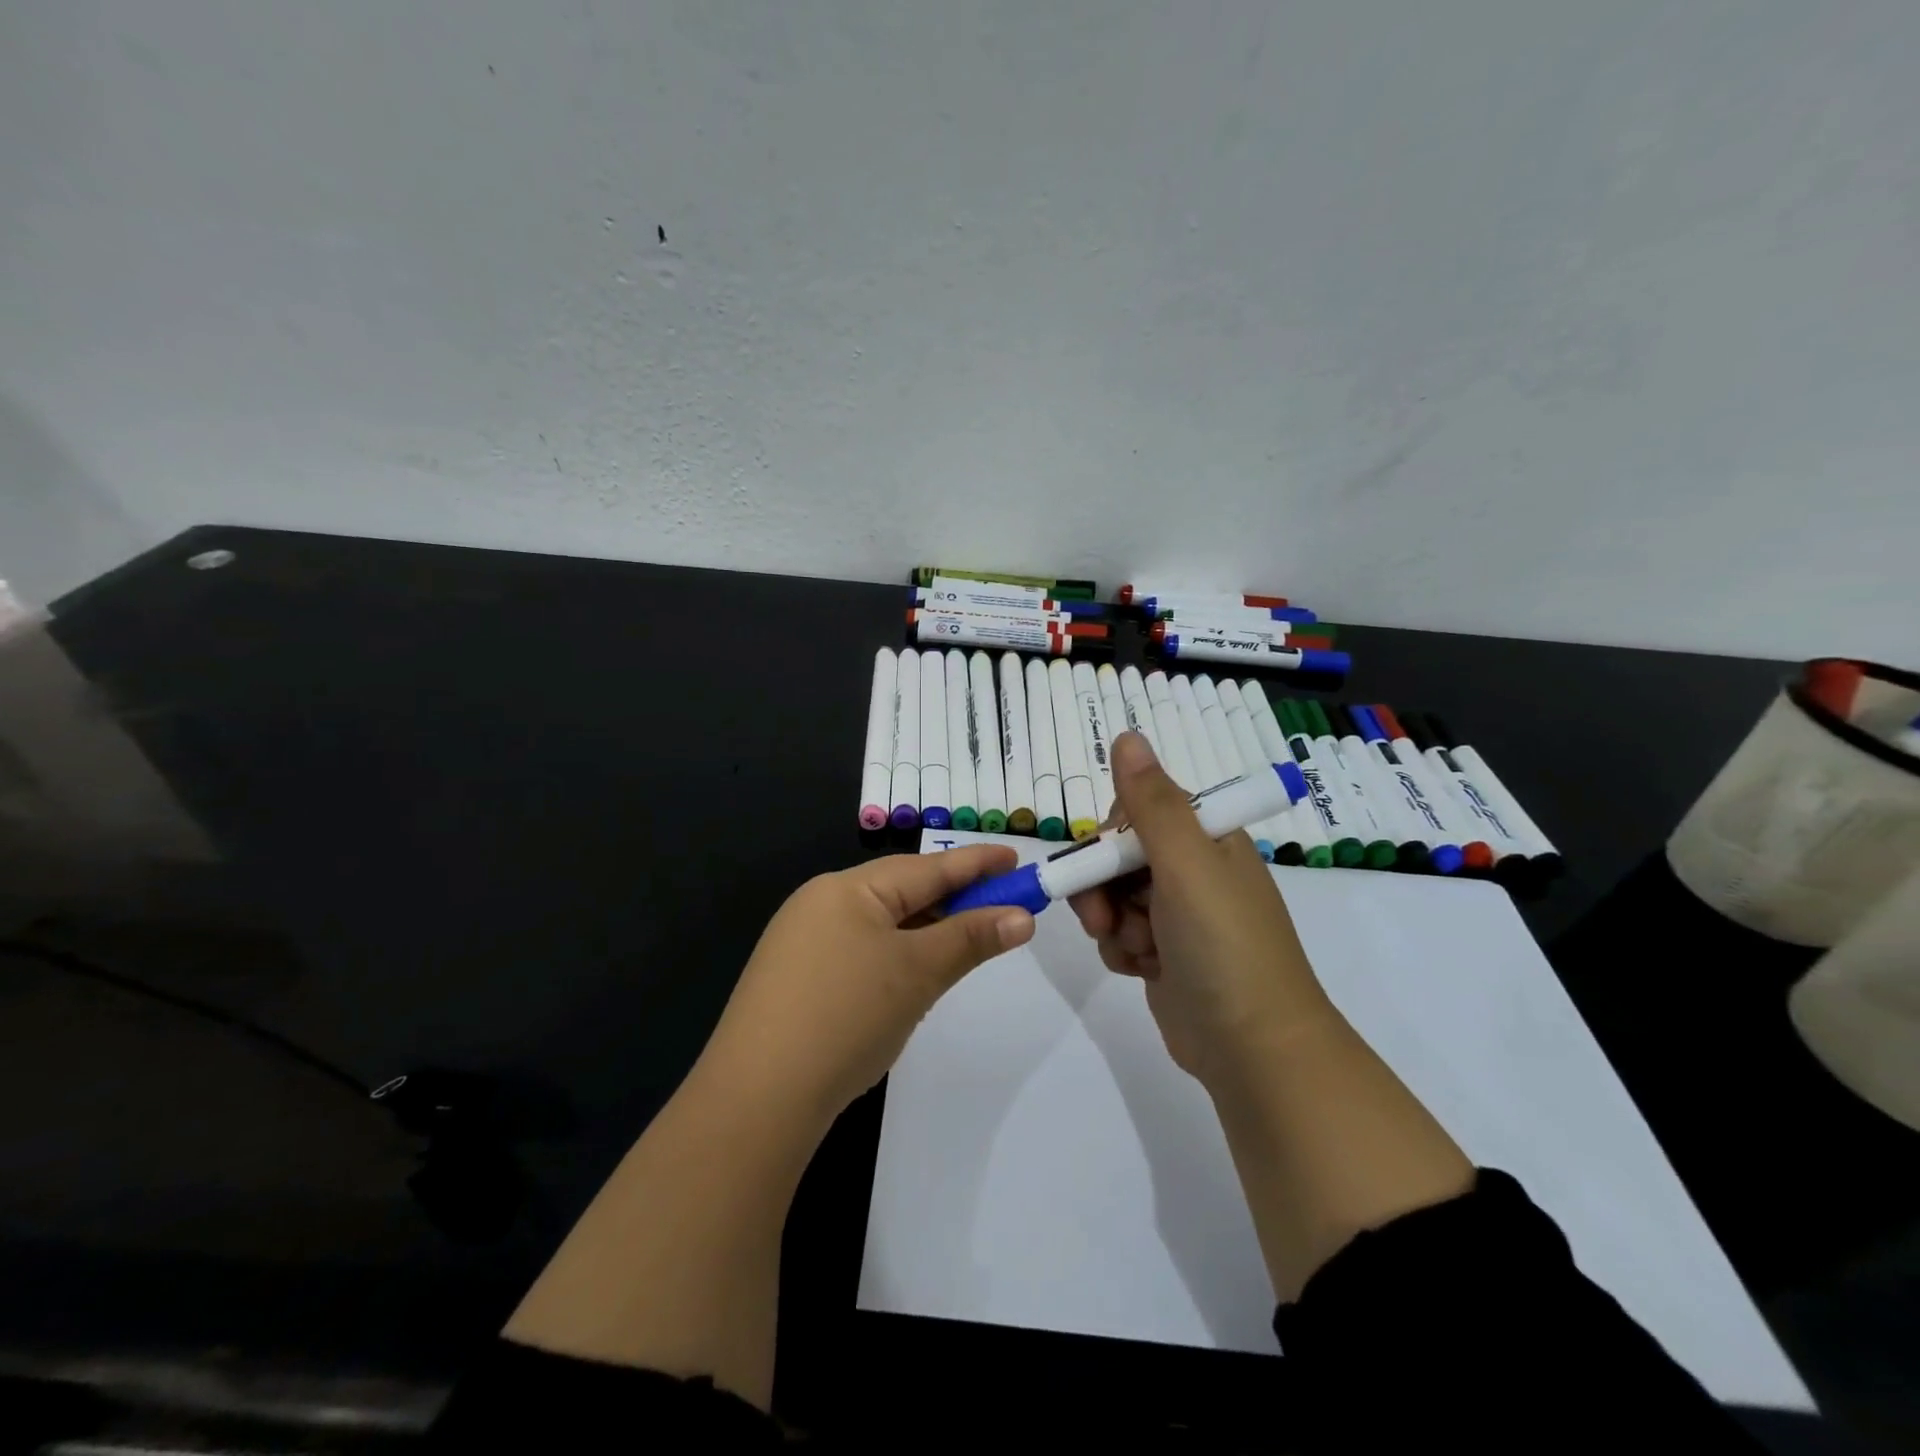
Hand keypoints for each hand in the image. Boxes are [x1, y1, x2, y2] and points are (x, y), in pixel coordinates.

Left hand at [703, 846, 1034, 1124]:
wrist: (757, 1100)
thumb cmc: (846, 1016)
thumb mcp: (917, 972)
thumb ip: (971, 939)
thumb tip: (1023, 916)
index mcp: (846, 889)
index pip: (925, 868)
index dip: (975, 863)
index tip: (1017, 858)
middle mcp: (820, 905)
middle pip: (902, 892)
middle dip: (954, 899)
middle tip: (1004, 904)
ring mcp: (803, 944)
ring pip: (882, 925)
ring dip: (928, 930)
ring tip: (969, 937)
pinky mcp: (797, 982)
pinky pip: (861, 952)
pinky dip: (897, 955)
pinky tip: (915, 974)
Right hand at [1068, 732, 1335, 1083]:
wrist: (1254, 1049)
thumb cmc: (1223, 946)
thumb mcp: (1186, 865)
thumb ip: (1152, 802)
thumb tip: (1127, 735)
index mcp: (1208, 839)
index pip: (1140, 809)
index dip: (1112, 834)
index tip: (1105, 860)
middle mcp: (1194, 870)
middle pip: (1120, 855)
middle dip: (1103, 885)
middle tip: (1102, 917)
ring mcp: (1180, 915)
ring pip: (1115, 897)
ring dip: (1112, 922)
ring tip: (1136, 950)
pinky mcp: (1166, 954)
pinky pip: (1122, 935)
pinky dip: (1123, 951)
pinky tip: (1142, 970)